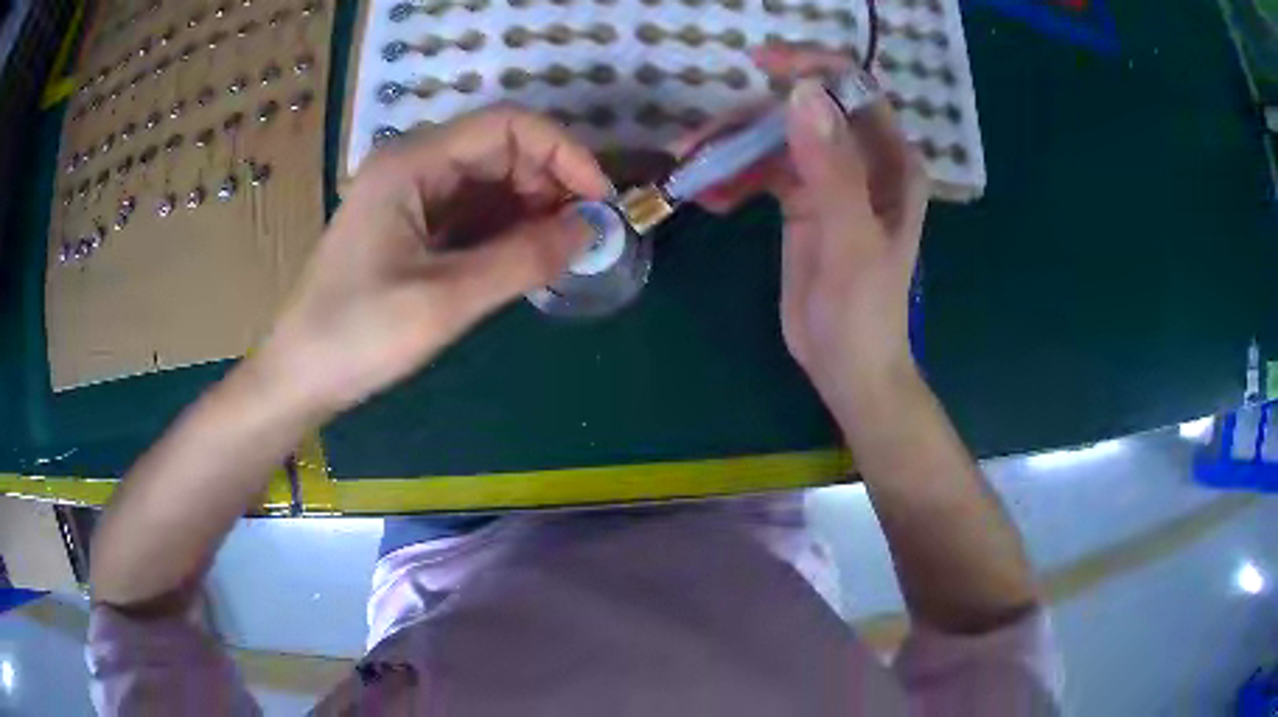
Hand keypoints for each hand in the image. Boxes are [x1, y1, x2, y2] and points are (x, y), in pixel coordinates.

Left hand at [253, 105, 610, 416]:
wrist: (298, 378)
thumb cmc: (356, 337)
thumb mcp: (444, 301)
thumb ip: (522, 259)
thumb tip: (591, 230)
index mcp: (411, 164)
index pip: (507, 126)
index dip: (563, 152)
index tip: (600, 201)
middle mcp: (413, 167)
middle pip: (502, 150)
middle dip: (551, 184)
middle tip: (586, 236)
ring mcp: (411, 197)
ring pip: (491, 183)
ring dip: (534, 209)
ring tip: (564, 251)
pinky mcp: (412, 228)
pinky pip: (473, 213)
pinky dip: (508, 230)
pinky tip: (529, 258)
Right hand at [677, 45, 927, 411]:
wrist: (847, 366)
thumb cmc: (863, 312)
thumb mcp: (852, 242)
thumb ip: (832, 170)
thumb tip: (802, 94)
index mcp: (891, 163)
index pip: (854, 92)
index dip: (812, 69)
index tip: (760, 66)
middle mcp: (863, 160)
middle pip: (803, 112)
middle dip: (750, 119)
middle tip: (697, 143)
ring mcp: (829, 178)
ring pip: (776, 138)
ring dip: (732, 149)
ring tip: (691, 173)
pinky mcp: (801, 200)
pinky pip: (762, 169)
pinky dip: (733, 176)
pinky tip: (709, 198)